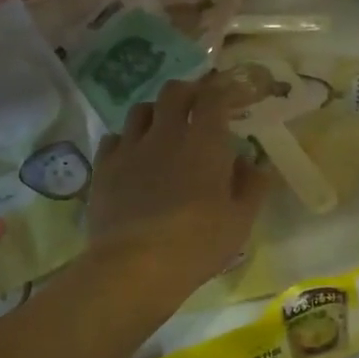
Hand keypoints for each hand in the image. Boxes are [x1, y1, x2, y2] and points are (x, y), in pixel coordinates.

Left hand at [87, 78, 271, 297]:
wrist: (135, 266)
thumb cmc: (198, 243)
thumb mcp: (241, 219)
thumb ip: (252, 185)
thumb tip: (254, 163)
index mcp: (205, 142)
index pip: (214, 97)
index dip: (225, 91)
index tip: (233, 97)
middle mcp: (166, 134)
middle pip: (174, 92)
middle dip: (189, 92)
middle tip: (198, 106)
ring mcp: (130, 148)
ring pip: (140, 109)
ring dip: (156, 112)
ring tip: (163, 128)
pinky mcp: (104, 167)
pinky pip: (114, 138)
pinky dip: (127, 139)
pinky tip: (133, 156)